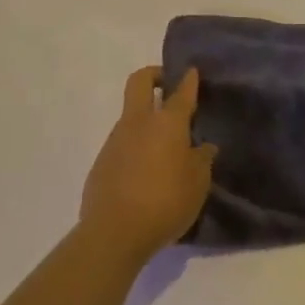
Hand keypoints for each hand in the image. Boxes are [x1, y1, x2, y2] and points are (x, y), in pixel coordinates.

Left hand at [81, 66, 216, 262]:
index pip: (181, 92)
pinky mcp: (101, 162)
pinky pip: (121, 144)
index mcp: (167, 122)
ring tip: (163, 146)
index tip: (191, 71)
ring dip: (145, 119)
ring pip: (130, 115)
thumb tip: (204, 147)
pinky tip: (145, 172)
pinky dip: (135, 147)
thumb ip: (202, 160)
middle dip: (154, 75)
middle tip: (167, 85)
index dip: (188, 79)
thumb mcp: (197, 183)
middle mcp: (138, 122)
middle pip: (140, 81)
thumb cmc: (166, 202)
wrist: (114, 233)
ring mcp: (115, 140)